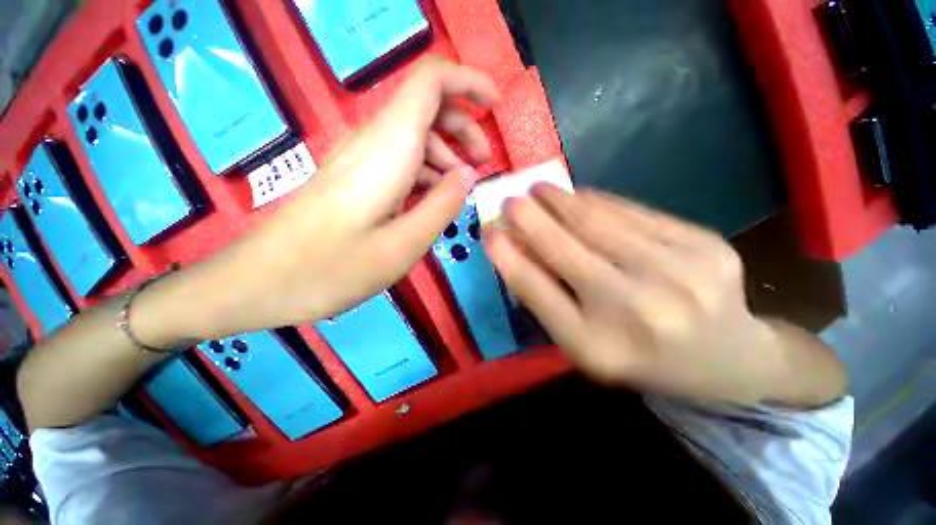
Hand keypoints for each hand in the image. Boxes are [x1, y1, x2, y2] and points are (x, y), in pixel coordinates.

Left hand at [140, 58, 499, 342]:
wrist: (260, 282)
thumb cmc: (330, 270)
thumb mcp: (401, 246)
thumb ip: (441, 207)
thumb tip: (467, 175)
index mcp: (387, 150)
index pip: (430, 83)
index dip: (469, 82)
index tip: (496, 105)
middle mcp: (372, 142)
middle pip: (426, 106)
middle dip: (463, 126)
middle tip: (483, 163)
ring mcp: (360, 159)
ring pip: (414, 135)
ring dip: (446, 152)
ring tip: (462, 186)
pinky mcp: (354, 177)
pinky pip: (399, 160)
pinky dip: (426, 171)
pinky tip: (433, 199)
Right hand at [484, 185, 840, 405]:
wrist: (726, 360)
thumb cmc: (638, 355)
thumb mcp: (582, 341)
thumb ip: (546, 296)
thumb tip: (513, 249)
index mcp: (598, 345)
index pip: (537, 291)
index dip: (508, 258)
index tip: (489, 233)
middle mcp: (636, 311)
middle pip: (566, 249)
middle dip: (530, 218)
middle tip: (510, 199)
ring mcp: (679, 273)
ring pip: (599, 222)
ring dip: (561, 201)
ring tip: (540, 190)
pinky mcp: (706, 245)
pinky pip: (636, 212)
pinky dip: (599, 200)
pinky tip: (581, 195)